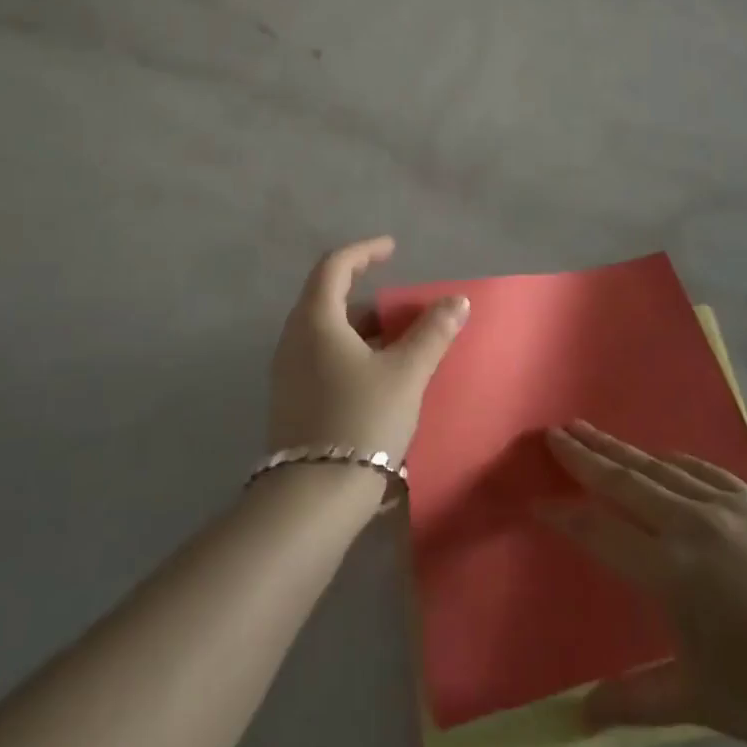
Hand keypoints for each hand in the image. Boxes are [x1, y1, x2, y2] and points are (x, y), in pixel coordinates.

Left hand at [266, 238, 468, 462]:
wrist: (313, 496)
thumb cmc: (361, 420)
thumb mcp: (406, 373)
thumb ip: (433, 333)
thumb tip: (458, 301)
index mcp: (315, 320)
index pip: (334, 266)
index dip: (364, 251)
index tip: (392, 249)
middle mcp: (293, 339)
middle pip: (326, 297)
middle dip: (364, 291)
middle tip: (400, 300)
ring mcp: (287, 372)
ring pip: (325, 331)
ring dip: (359, 325)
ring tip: (397, 338)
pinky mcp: (291, 399)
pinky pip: (321, 357)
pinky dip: (349, 350)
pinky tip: (376, 373)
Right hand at [539, 421, 746, 746]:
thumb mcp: (702, 702)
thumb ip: (636, 699)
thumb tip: (579, 717)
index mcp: (672, 572)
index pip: (599, 531)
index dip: (563, 515)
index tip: (535, 500)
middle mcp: (694, 525)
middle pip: (625, 479)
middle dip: (585, 455)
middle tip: (554, 432)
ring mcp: (731, 506)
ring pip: (660, 466)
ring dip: (622, 449)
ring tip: (592, 430)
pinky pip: (702, 468)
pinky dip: (671, 459)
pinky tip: (663, 458)